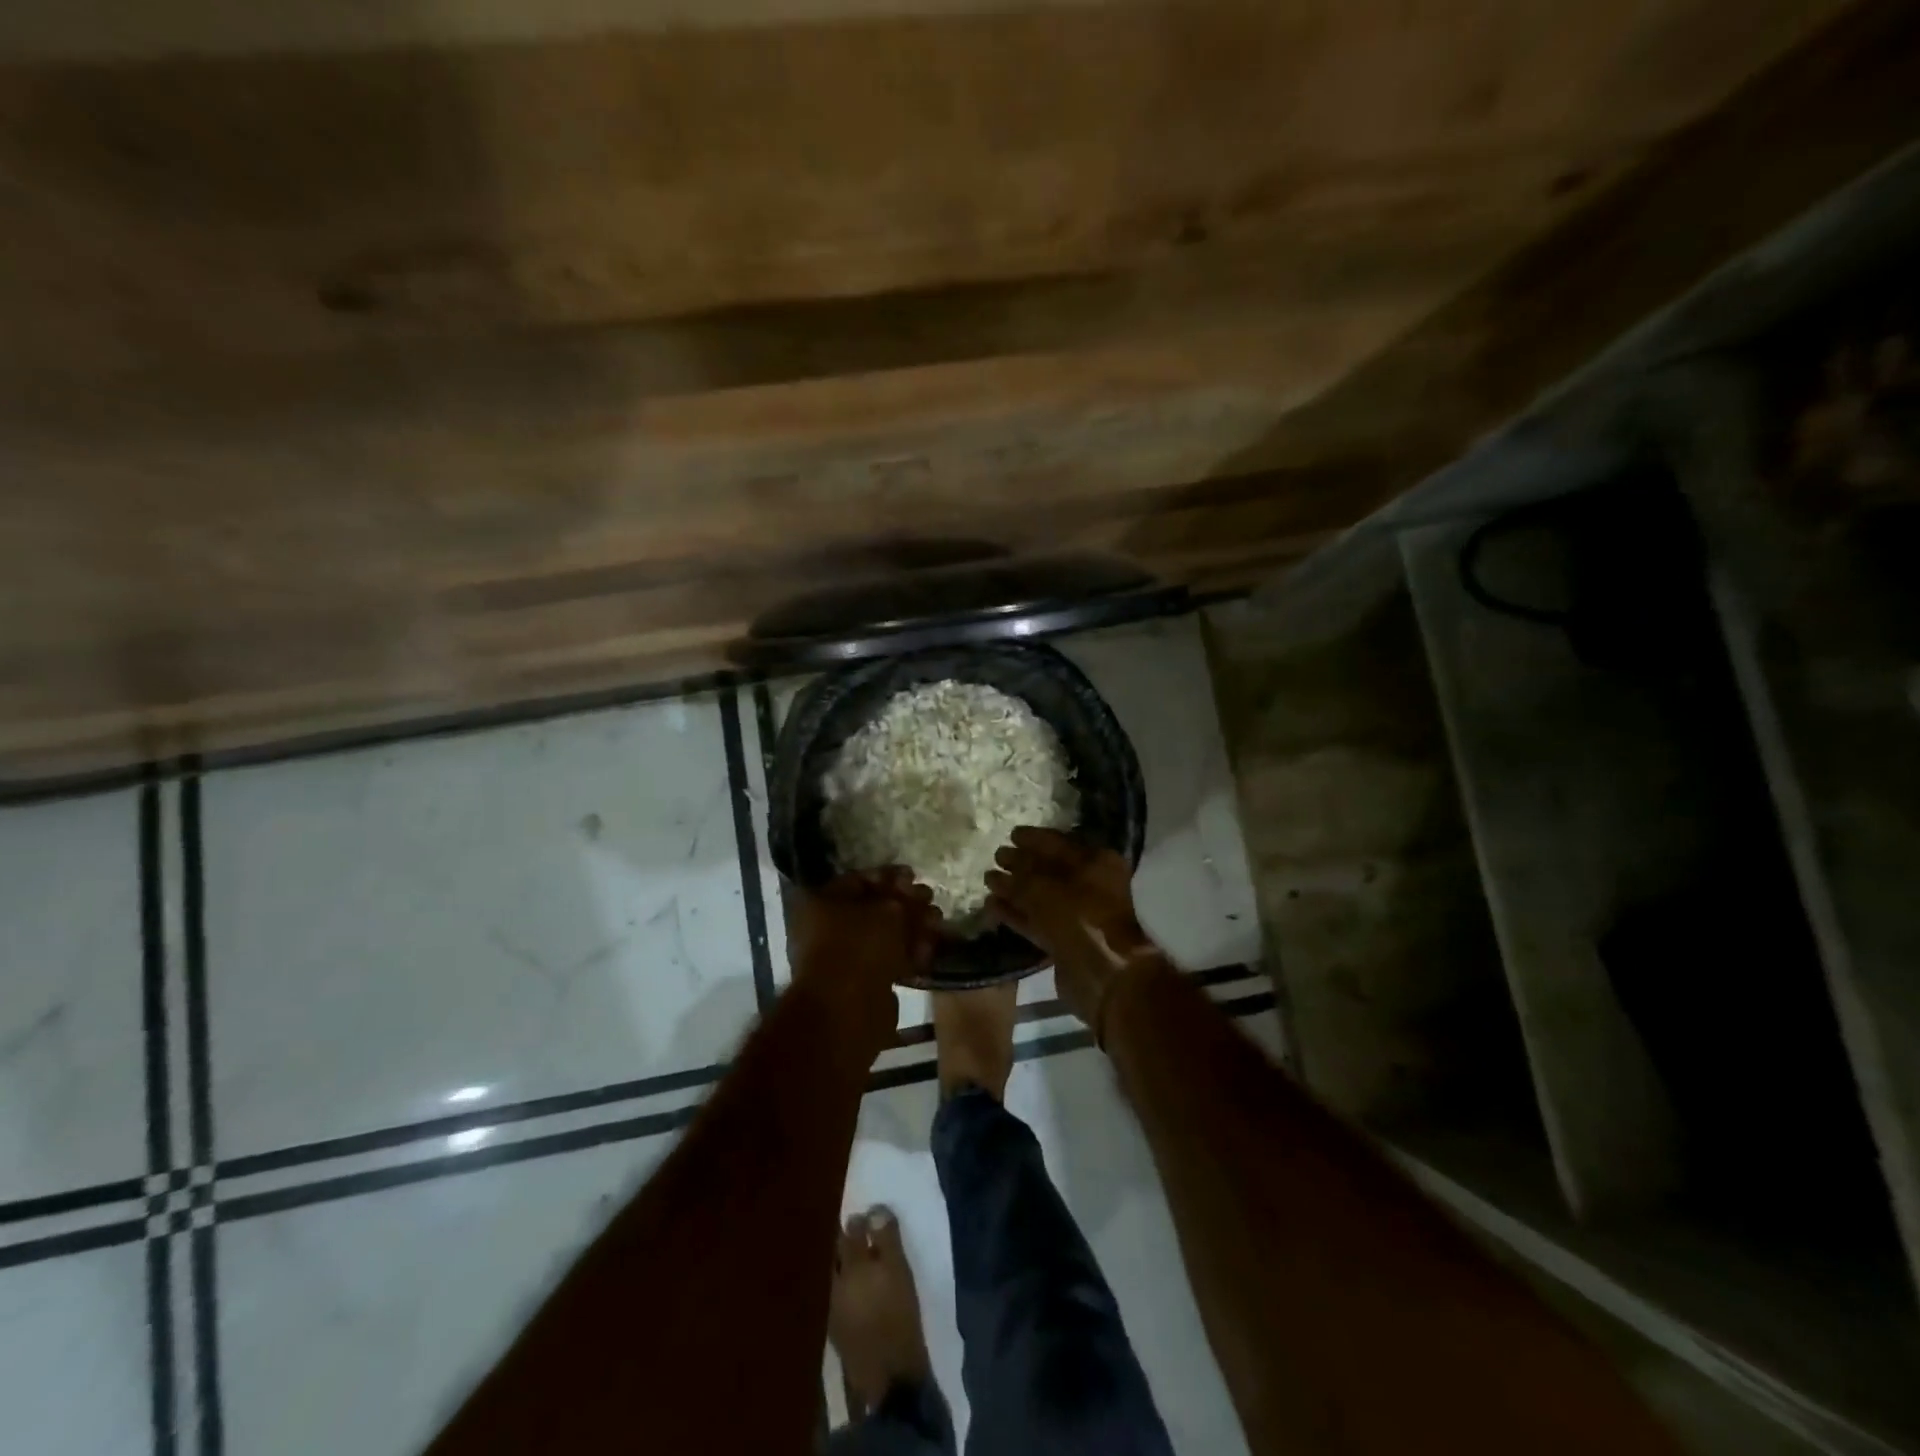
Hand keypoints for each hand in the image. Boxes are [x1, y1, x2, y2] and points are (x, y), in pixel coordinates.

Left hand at [793, 869, 942, 1043]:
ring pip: (883, 936)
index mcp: (822, 902)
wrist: (848, 1010)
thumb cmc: (861, 945)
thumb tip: (911, 890)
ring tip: (938, 925)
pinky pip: (887, 961)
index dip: (889, 876)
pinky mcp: (860, 984)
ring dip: (911, 929)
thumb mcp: (888, 910)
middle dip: (905, 904)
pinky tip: (929, 951)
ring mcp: (842, 958)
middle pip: (873, 909)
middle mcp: (826, 928)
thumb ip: (902, 897)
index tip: (914, 877)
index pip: (858, 879)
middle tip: (930, 901)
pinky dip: (908, 954)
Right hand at [984, 828, 1157, 1031]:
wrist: (1103, 975)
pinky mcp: (1065, 940)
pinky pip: (1036, 921)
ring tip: (988, 880)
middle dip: (1021, 863)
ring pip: (1041, 896)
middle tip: (996, 856)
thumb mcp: (1045, 889)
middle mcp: (1090, 885)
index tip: (1010, 834)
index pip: (1058, 842)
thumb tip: (999, 870)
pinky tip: (992, 905)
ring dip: (1015, 889)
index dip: (1033, 838)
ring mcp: (1078, 914)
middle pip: (1049, 869)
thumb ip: (1021, 876)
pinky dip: (1016, 913)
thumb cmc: (1079, 917)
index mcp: (1095, 862)